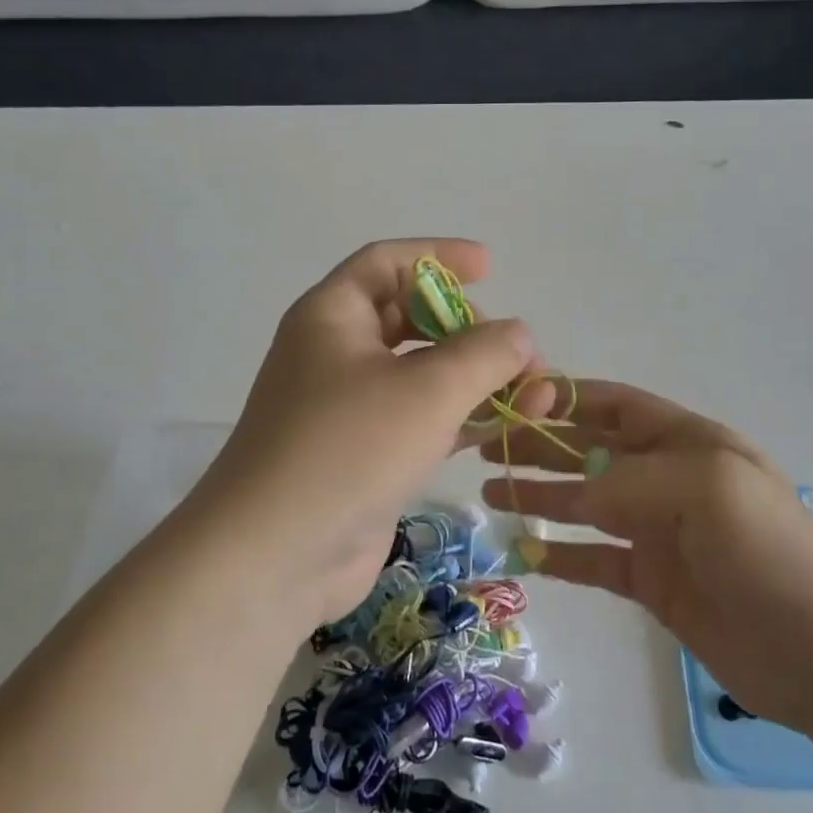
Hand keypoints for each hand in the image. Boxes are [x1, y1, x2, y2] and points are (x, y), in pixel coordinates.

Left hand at [187, 239, 541, 627]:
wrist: (276, 556)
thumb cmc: (348, 448)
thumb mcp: (428, 390)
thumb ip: (484, 353)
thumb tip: (519, 334)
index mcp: (333, 315)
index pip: (387, 263)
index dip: (439, 256)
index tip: (489, 267)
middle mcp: (336, 352)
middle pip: (412, 317)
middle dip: (471, 329)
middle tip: (517, 353)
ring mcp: (349, 407)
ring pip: (423, 373)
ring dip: (478, 378)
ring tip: (537, 394)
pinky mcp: (365, 454)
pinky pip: (422, 418)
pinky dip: (463, 417)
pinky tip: (507, 425)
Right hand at [483, 382, 812, 738]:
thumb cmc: (769, 550)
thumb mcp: (705, 488)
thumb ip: (630, 480)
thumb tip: (574, 491)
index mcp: (685, 441)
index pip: (613, 406)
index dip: (565, 397)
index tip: (511, 400)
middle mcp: (666, 478)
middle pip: (589, 450)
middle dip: (539, 444)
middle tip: (481, 447)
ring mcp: (659, 531)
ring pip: (584, 503)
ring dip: (539, 494)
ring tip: (488, 492)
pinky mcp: (654, 581)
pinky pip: (595, 559)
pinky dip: (560, 554)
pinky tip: (525, 552)